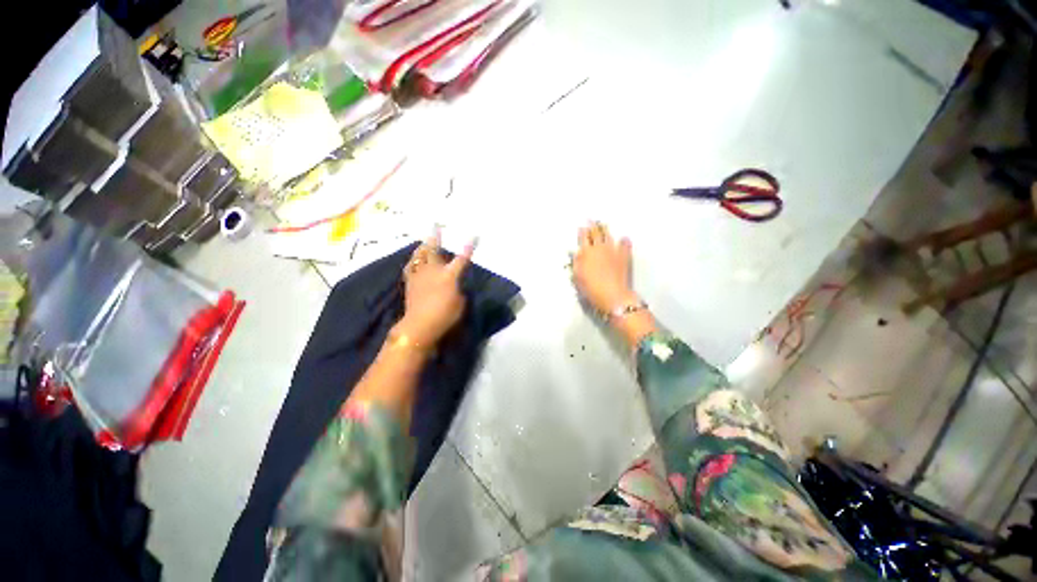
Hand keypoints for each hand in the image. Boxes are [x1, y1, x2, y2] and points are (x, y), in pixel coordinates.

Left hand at [396, 231, 473, 347]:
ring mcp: (420, 275)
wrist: (420, 325)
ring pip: (420, 255)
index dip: (468, 247)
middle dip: (436, 237)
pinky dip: (414, 261)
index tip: (473, 236)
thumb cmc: (445, 315)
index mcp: (449, 276)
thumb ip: (458, 289)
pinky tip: (414, 259)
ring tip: (425, 240)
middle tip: (436, 226)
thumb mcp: (460, 302)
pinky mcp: (410, 282)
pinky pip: (411, 267)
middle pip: (434, 250)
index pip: (461, 259)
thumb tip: (454, 283)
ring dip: (423, 246)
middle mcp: (433, 271)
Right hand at [572, 222, 636, 313]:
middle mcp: (599, 248)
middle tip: (591, 220)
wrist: (612, 294)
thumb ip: (577, 262)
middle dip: (593, 226)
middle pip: (596, 233)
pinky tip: (624, 238)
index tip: (582, 226)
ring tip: (604, 226)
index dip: (583, 231)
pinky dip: (623, 240)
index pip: (584, 237)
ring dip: (605, 230)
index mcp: (587, 252)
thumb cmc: (591, 287)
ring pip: (609, 236)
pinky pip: (625, 244)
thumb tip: (577, 252)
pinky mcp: (624, 256)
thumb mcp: (577, 276)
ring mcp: (613, 250)